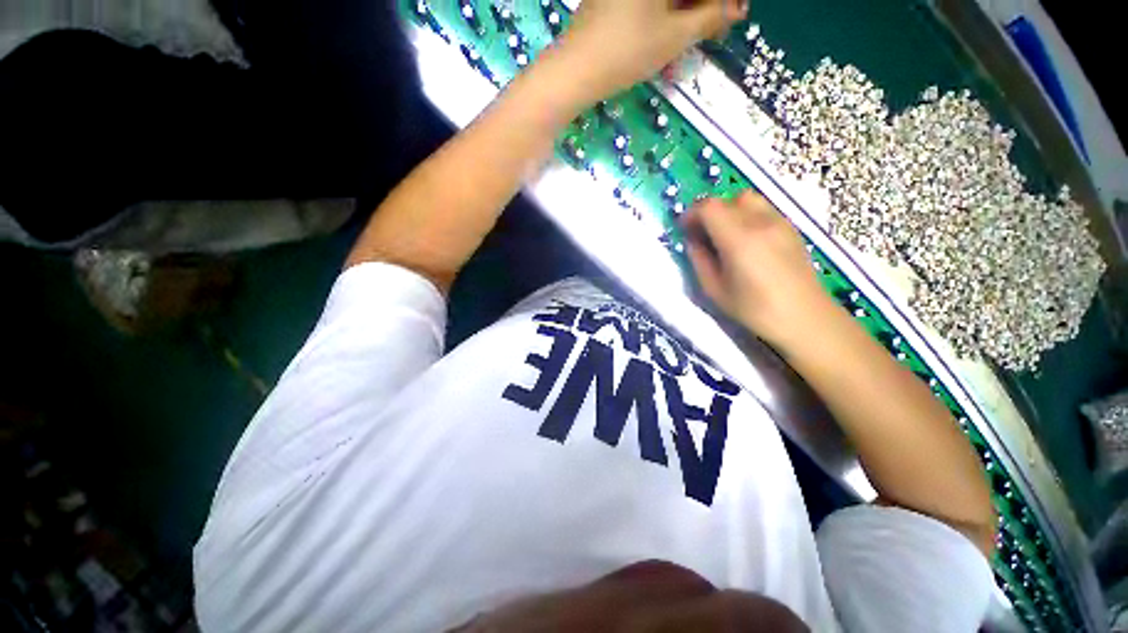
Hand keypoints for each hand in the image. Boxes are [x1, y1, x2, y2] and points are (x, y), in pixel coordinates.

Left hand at [555, 0, 746, 102]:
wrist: (575, 71)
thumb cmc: (626, 52)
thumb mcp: (673, 37)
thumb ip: (710, 17)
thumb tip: (737, 7)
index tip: (736, 11)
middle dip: (706, 2)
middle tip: (719, 23)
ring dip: (688, 7)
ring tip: (698, 30)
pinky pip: (650, 1)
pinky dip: (666, 10)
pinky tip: (672, 28)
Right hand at [683, 191, 836, 348]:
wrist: (804, 317)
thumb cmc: (754, 309)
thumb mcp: (714, 289)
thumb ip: (699, 260)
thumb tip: (693, 241)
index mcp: (739, 239)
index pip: (709, 207)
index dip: (692, 214)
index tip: (685, 230)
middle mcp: (761, 222)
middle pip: (728, 199)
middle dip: (709, 212)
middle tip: (702, 234)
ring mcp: (780, 222)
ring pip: (748, 199)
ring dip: (729, 211)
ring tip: (724, 235)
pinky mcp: (791, 228)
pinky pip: (763, 209)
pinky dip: (746, 216)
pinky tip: (746, 240)